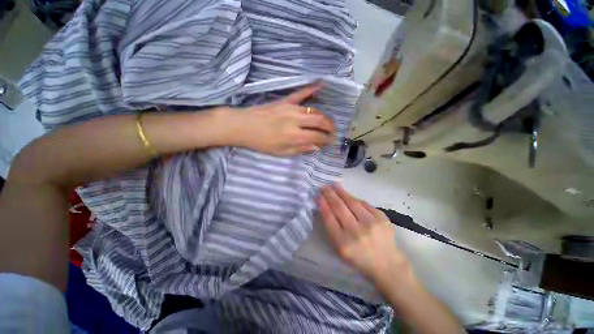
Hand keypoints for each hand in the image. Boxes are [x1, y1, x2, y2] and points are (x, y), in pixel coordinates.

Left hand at [230, 85, 335, 155]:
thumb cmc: (261, 143)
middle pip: (320, 121)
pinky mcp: (285, 100)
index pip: (318, 136)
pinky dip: (311, 89)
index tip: (330, 142)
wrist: (243, 126)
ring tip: (327, 122)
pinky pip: (301, 93)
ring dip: (323, 117)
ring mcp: (291, 108)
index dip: (326, 140)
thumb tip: (316, 147)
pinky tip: (322, 84)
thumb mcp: (281, 152)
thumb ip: (300, 149)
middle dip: (330, 127)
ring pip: (314, 110)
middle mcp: (296, 120)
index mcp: (294, 136)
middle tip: (333, 132)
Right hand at [318, 184, 408, 280]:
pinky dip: (354, 199)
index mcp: (343, 243)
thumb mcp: (340, 249)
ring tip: (334, 185)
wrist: (386, 264)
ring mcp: (370, 223)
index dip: (323, 205)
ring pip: (352, 202)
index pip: (329, 218)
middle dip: (329, 194)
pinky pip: (364, 203)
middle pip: (339, 207)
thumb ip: (332, 229)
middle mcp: (356, 232)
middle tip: (324, 186)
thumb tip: (326, 207)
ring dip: (341, 192)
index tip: (318, 195)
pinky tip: (348, 195)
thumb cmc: (358, 258)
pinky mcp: (381, 218)